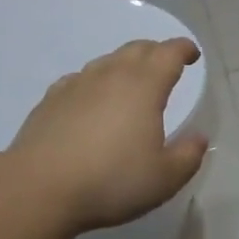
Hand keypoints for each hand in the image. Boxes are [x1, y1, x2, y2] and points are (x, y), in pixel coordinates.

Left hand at [7, 38, 208, 232]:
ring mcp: (76, 85)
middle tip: (166, 64)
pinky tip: (91, 99)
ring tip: (131, 82)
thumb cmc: (111, 181)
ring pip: (107, 62)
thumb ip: (188, 156)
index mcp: (144, 87)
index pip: (168, 54)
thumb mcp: (164, 178)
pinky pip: (80, 79)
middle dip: (156, 52)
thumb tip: (199, 138)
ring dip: (124, 65)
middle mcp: (110, 76)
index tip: (192, 54)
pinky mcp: (50, 100)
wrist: (39, 188)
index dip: (183, 50)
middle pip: (137, 50)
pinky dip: (95, 82)